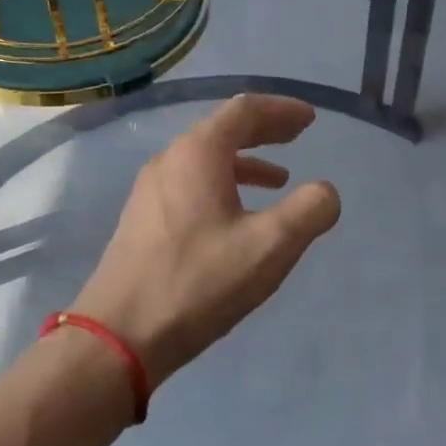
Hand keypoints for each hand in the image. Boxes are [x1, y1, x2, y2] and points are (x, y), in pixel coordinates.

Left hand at [70, 95, 341, 385]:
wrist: (120, 335)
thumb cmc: (198, 282)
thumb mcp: (269, 246)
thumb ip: (308, 211)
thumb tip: (325, 192)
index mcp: (198, 154)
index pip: (244, 110)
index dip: (282, 109)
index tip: (310, 119)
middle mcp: (170, 160)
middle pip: (223, 129)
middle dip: (264, 129)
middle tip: (298, 134)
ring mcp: (151, 190)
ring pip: (206, 159)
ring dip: (246, 161)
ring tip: (279, 179)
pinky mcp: (143, 218)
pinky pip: (192, 183)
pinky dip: (224, 185)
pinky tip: (237, 216)